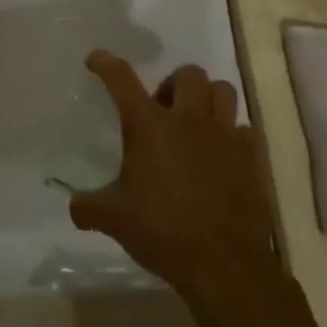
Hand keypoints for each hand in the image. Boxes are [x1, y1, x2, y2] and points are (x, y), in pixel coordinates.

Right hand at [69, 51, 278, 301]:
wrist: (225, 265)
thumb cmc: (163, 232)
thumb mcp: (114, 220)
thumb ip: (89, 207)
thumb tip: (74, 207)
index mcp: (148, 125)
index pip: (121, 78)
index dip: (106, 64)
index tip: (96, 60)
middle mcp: (188, 120)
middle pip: (187, 73)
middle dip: (173, 84)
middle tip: (163, 110)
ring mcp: (224, 136)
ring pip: (222, 90)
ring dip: (207, 99)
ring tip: (196, 123)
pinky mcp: (252, 158)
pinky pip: (244, 129)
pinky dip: (232, 135)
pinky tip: (221, 156)